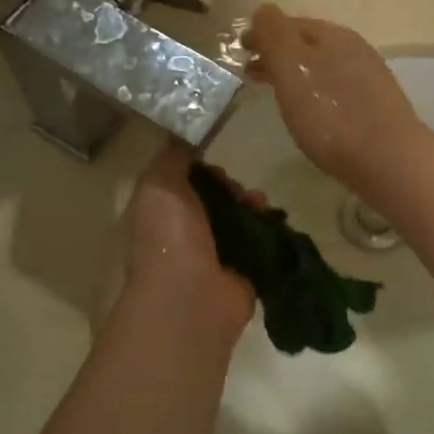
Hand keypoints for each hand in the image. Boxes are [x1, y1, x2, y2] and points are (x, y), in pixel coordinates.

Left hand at [124, 143, 257, 334]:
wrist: (192, 297)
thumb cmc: (170, 236)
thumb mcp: (161, 183)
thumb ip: (174, 156)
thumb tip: (190, 136)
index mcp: (161, 212)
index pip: (184, 182)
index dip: (201, 167)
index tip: (214, 161)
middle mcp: (186, 232)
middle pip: (215, 197)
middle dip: (231, 185)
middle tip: (238, 186)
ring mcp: (216, 253)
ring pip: (240, 216)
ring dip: (252, 203)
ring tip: (258, 202)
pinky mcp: (244, 269)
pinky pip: (260, 239)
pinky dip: (269, 226)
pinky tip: (272, 217)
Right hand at [244, 4, 427, 195]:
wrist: (387, 158)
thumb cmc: (329, 112)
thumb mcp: (291, 68)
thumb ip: (275, 35)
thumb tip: (263, 10)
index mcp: (332, 35)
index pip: (290, 23)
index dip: (263, 33)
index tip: (241, 50)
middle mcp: (354, 48)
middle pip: (307, 44)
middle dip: (278, 54)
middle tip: (251, 72)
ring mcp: (368, 77)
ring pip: (322, 66)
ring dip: (295, 73)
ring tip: (276, 93)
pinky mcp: (375, 106)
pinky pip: (335, 88)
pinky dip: (314, 90)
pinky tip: (310, 111)